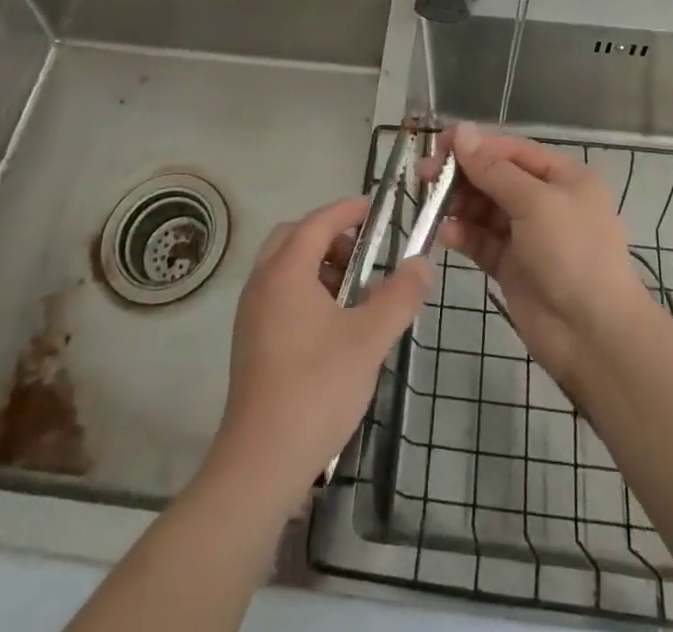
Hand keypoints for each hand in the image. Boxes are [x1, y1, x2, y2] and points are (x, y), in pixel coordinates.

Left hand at [208, 196, 430, 506]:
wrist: (261, 463)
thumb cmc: (316, 389)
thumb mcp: (369, 339)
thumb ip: (399, 296)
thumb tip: (422, 264)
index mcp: (286, 272)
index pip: (318, 221)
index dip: (348, 210)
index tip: (377, 210)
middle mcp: (262, 283)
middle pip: (295, 237)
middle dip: (331, 236)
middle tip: (365, 254)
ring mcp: (252, 313)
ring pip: (285, 266)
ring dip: (319, 264)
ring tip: (356, 293)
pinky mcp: (251, 341)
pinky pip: (279, 293)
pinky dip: (307, 290)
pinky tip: (334, 325)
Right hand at [433, 124, 653, 386]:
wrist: (594, 336)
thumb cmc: (572, 254)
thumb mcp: (535, 203)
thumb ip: (493, 170)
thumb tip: (461, 131)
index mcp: (563, 177)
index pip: (511, 150)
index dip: (475, 144)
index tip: (437, 145)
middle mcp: (546, 201)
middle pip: (495, 177)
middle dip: (462, 174)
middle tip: (424, 176)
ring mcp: (528, 235)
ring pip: (485, 209)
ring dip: (458, 204)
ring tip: (432, 206)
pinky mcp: (512, 266)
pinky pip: (482, 240)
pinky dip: (463, 235)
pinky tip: (445, 235)